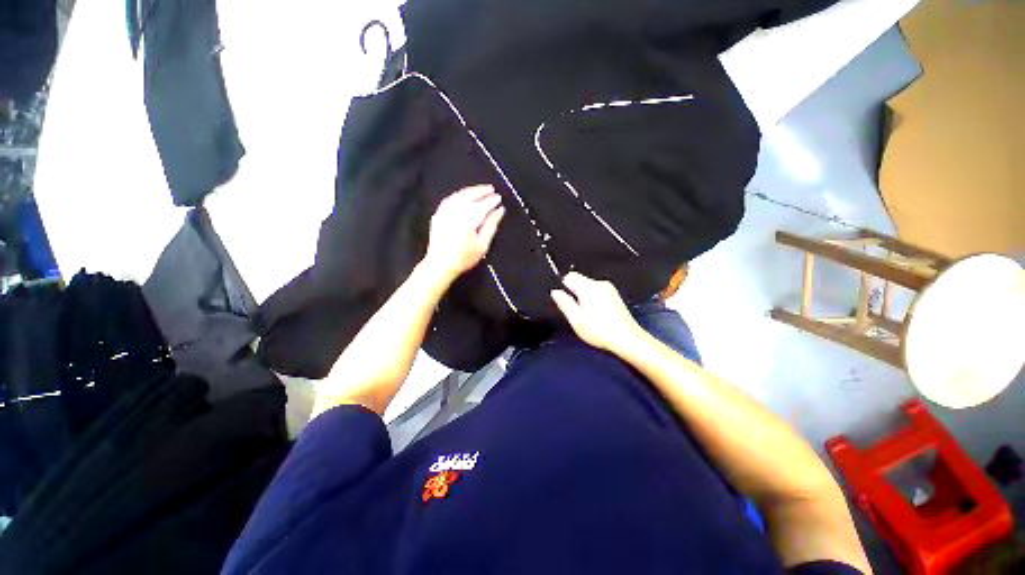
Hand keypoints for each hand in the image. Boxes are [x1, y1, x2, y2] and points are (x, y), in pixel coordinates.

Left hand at [423, 185, 504, 283]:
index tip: (499, 198)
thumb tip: (500, 211)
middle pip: (470, 196)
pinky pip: (450, 199)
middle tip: (492, 189)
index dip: (491, 201)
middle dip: (481, 191)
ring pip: (459, 195)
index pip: (482, 206)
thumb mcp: (482, 245)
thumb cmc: (464, 258)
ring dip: (470, 191)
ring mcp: (444, 212)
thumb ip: (491, 226)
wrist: (440, 265)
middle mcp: (455, 212)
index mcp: (468, 220)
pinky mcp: (438, 214)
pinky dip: (459, 195)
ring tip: (480, 190)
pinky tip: (464, 195)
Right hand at [550, 272, 645, 354]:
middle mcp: (599, 283)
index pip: (569, 276)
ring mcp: (609, 288)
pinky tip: (598, 315)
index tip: (567, 302)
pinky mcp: (615, 295)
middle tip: (577, 313)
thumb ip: (564, 303)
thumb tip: (555, 292)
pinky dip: (594, 300)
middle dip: (575, 293)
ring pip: (588, 287)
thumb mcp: (576, 319)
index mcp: (588, 287)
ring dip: (585, 298)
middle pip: (579, 281)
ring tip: (588, 316)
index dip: (564, 287)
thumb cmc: (599, 330)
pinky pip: (598, 292)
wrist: (627, 339)